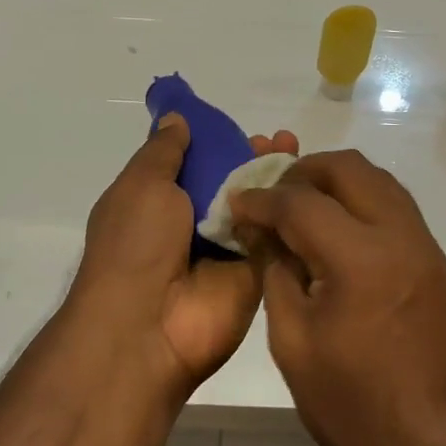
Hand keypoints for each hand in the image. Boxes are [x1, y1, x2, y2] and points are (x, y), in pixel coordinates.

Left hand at [69, 115, 299, 400]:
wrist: (147, 327)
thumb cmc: (135, 245)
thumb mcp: (141, 184)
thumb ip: (164, 151)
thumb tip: (176, 118)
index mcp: (159, 201)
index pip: (194, 163)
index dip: (217, 141)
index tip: (241, 125)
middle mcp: (193, 224)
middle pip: (231, 182)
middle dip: (253, 157)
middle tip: (279, 138)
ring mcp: (226, 250)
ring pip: (257, 205)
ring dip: (276, 178)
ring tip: (294, 148)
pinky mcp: (255, 273)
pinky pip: (276, 235)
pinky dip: (291, 210)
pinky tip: (310, 183)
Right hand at [230, 151, 445, 445]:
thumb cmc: (352, 408)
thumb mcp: (293, 341)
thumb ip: (275, 271)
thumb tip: (259, 228)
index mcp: (360, 259)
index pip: (301, 202)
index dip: (261, 198)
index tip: (236, 200)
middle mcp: (399, 235)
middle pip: (347, 167)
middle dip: (302, 172)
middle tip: (271, 196)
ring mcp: (423, 243)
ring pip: (375, 177)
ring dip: (334, 180)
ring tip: (299, 206)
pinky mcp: (433, 257)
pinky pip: (393, 202)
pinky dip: (359, 197)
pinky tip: (334, 226)